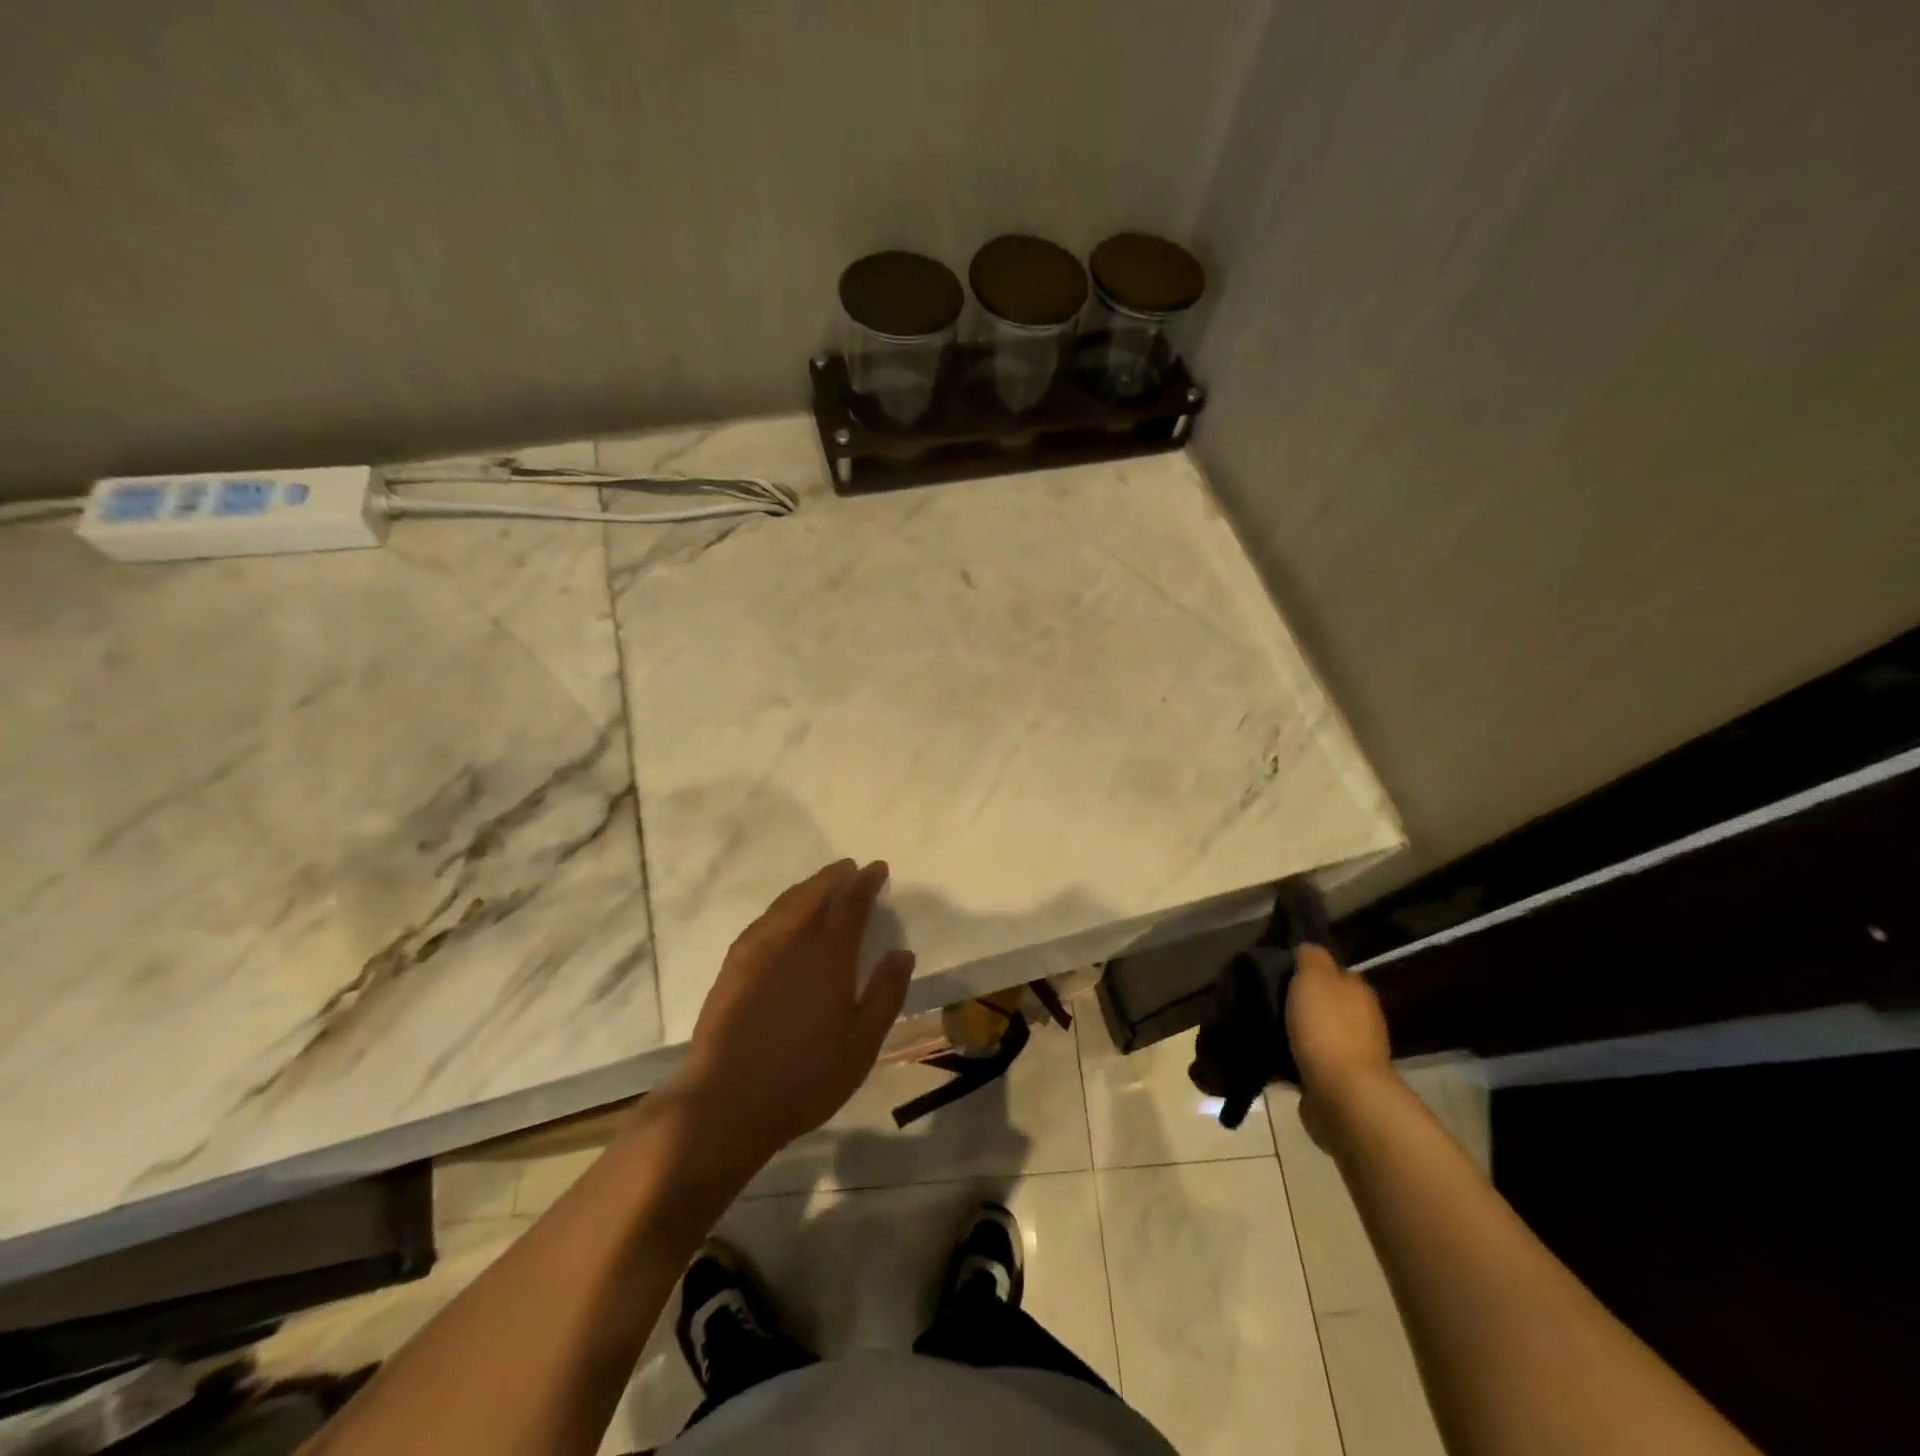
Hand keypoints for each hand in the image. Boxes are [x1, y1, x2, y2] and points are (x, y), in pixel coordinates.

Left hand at [677, 859, 915, 1171]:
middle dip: (835, 877)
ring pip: (786, 903)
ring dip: (807, 888)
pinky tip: (783, 917)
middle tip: (850, 868)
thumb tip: (902, 953)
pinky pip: (764, 920)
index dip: (866, 883)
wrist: (727, 1100)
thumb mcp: (862, 1044)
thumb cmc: (805, 1076)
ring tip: (822, 884)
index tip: (877, 869)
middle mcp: (792, 941)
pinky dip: (782, 907)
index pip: (851, 904)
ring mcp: (757, 951)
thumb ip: (886, 994)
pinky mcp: (733, 966)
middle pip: (815, 894)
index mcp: (828, 956)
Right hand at [1285, 943, 1393, 1148]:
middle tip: (1266, 1001)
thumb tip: (1308, 950)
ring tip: (1264, 1030)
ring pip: (1318, 1034)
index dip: (1309, 971)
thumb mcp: (1314, 977)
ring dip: (1298, 1034)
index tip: (1279, 973)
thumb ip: (1311, 957)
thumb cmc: (1327, 1028)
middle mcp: (1362, 1021)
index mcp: (1358, 992)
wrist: (1342, 1094)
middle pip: (1326, 1004)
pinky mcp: (1339, 1083)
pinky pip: (1311, 1062)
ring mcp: (1353, 1055)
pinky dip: (1296, 1060)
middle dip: (1302, 1004)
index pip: (1334, 973)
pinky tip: (1274, 1058)